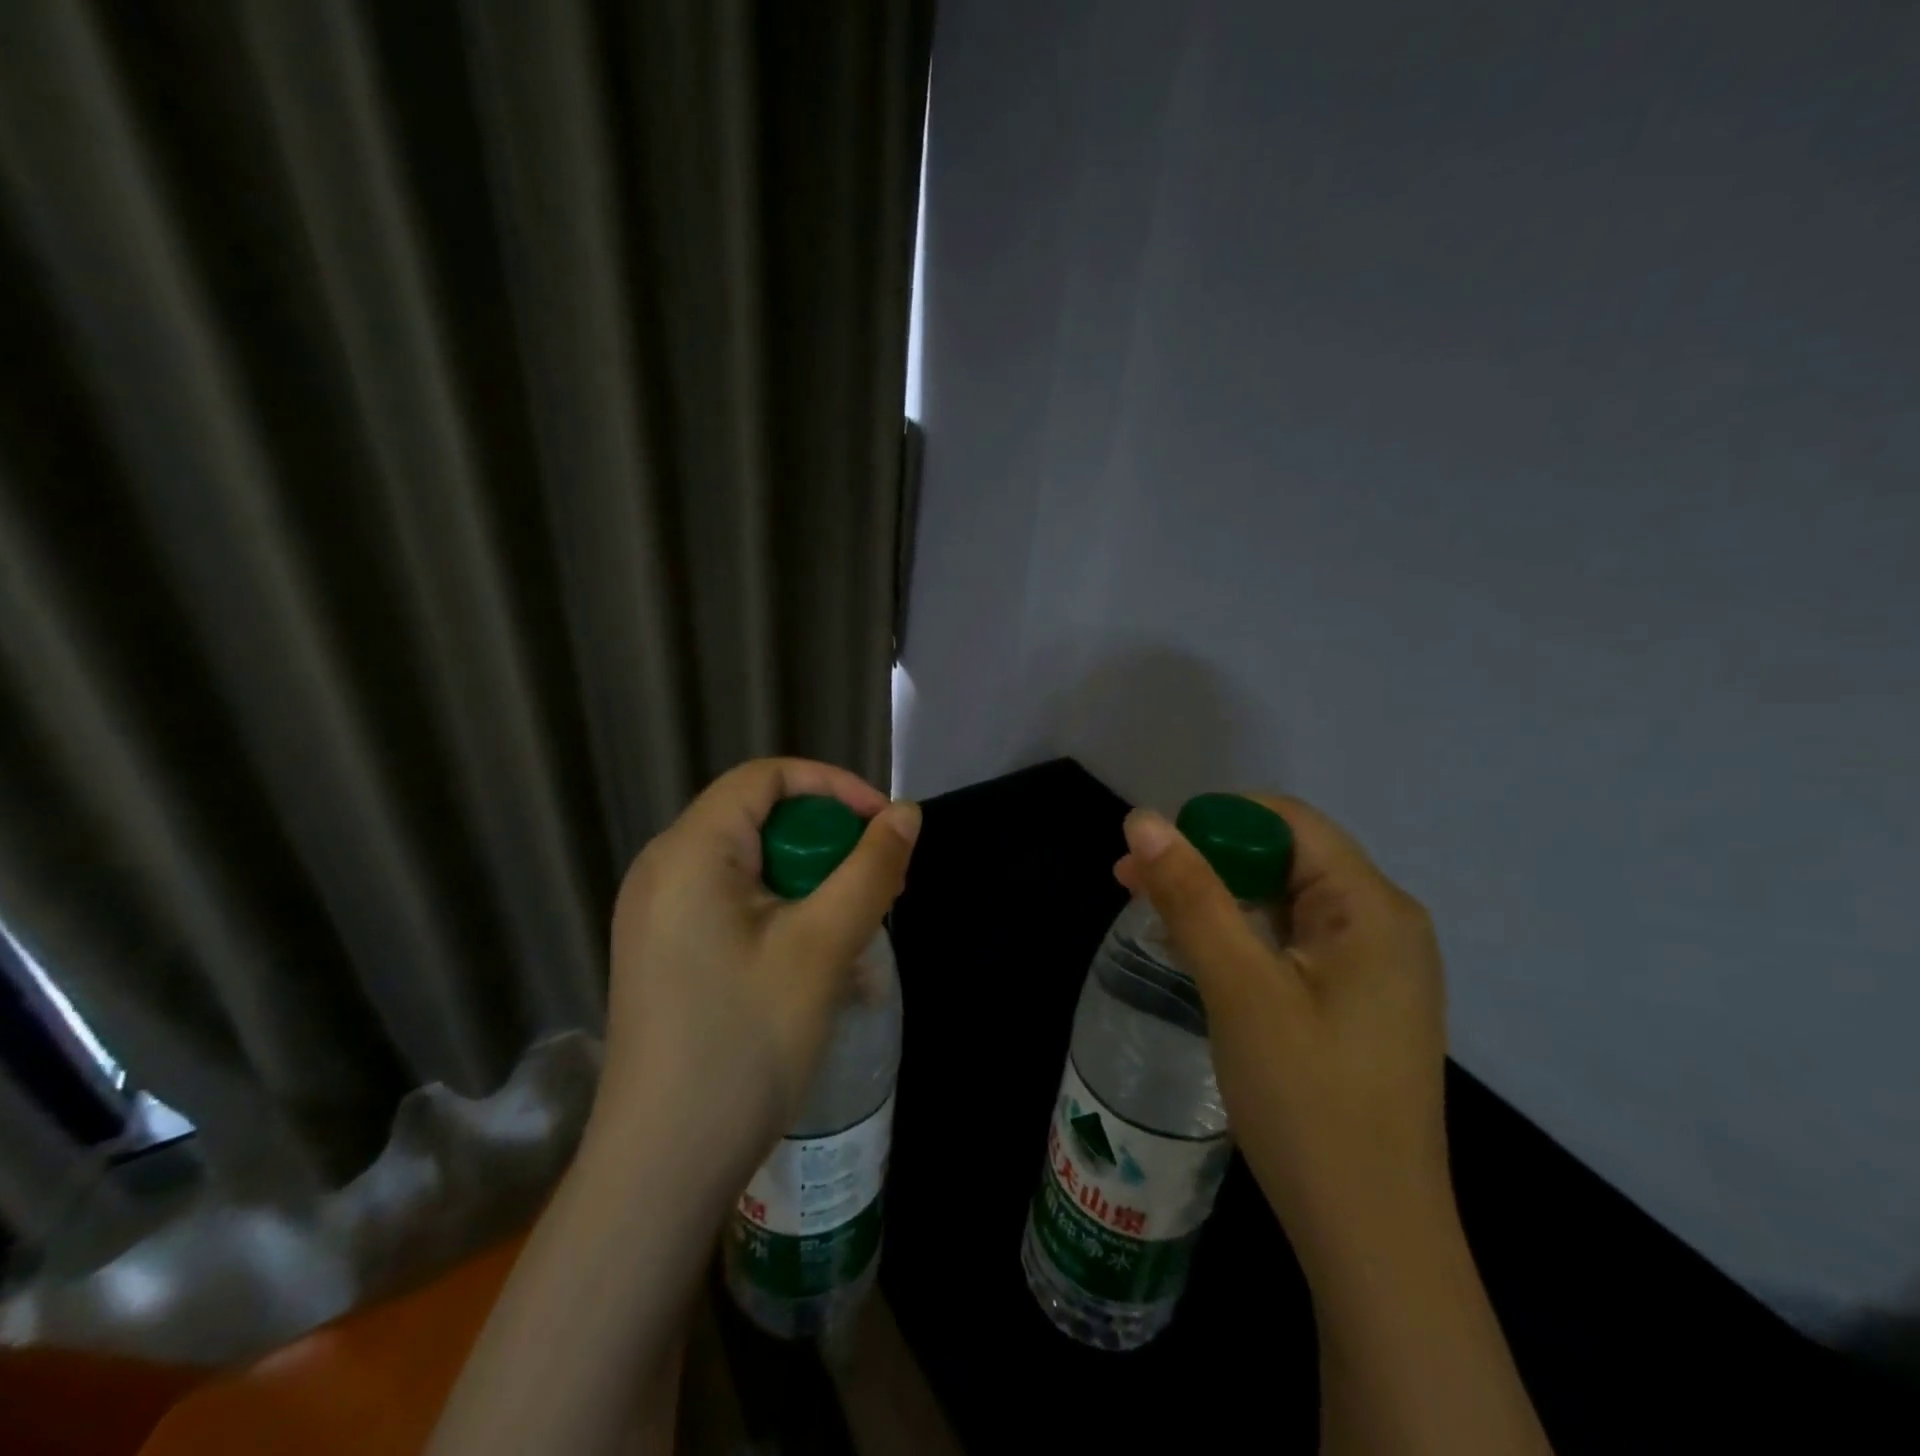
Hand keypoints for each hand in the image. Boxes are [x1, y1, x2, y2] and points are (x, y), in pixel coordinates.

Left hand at [597, 758, 920, 1190]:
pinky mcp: (668, 953)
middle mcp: (664, 870)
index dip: (834, 787)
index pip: (766, 777)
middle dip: (829, 843)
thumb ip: (871, 869)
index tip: (885, 827)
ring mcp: (659, 916)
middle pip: (761, 819)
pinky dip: (785, 916)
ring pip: (754, 867)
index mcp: (690, 851)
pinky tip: (820, 966)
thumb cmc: (744, 1043)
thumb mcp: (823, 947)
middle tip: (882, 887)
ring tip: (860, 931)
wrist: (662, 1169)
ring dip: (814, 885)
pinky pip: (736, 906)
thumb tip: (907, 814)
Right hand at [1115, 795, 1449, 1267]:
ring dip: (1217, 899)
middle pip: (1286, 859)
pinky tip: (1199, 953)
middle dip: (1207, 860)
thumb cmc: (1308, 1102)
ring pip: (1284, 902)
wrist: (1372, 1240)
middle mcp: (1385, 925)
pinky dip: (1241, 936)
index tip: (1153, 852)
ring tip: (1150, 912)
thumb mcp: (1239, 988)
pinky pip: (1293, 943)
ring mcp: (1376, 968)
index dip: (1216, 821)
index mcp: (1373, 907)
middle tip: (1131, 882)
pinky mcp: (1358, 1003)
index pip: (1289, 823)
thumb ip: (1191, 896)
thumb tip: (1142, 820)